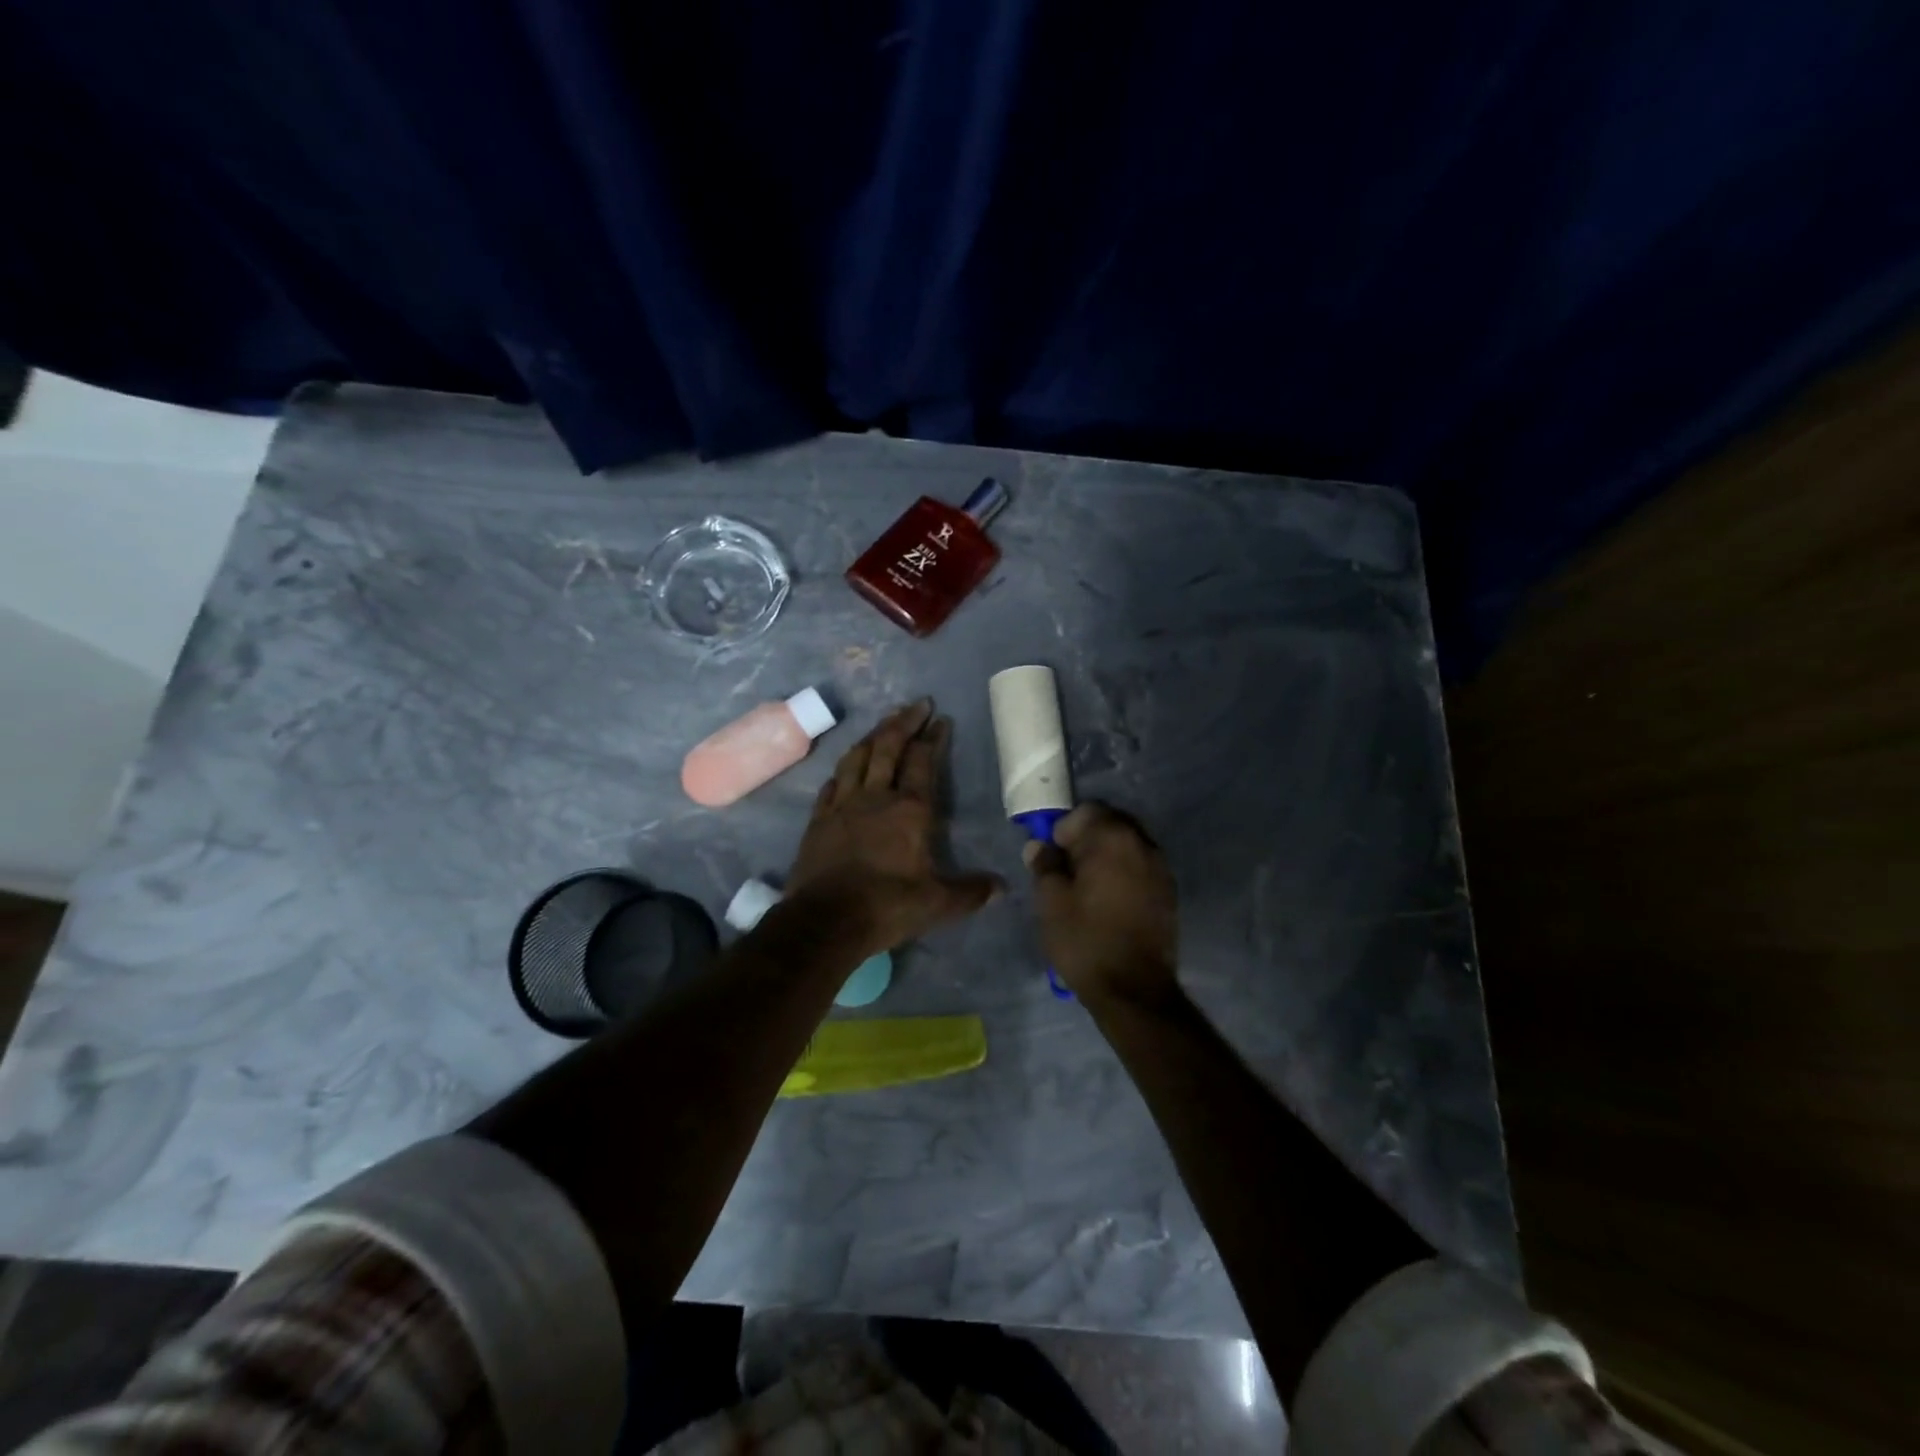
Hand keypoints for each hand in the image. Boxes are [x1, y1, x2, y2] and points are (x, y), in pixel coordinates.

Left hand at [785, 700, 1003, 957]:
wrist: (826, 920)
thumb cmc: (887, 906)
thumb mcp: (938, 903)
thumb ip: (971, 891)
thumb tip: (1002, 888)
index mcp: (910, 809)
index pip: (923, 761)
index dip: (933, 738)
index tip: (941, 719)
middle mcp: (876, 797)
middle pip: (888, 747)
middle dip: (904, 722)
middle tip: (917, 705)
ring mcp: (842, 805)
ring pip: (857, 757)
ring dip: (872, 736)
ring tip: (883, 724)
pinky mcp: (818, 819)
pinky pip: (832, 783)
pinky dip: (843, 769)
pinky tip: (846, 767)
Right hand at [1026, 802, 1178, 1007]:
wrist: (1133, 990)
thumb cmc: (1085, 940)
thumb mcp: (1050, 902)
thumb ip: (1044, 865)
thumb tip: (1039, 846)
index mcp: (1112, 839)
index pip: (1086, 811)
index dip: (1064, 829)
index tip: (1052, 856)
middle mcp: (1142, 844)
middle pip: (1110, 824)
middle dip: (1086, 839)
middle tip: (1067, 870)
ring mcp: (1160, 868)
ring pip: (1127, 846)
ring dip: (1106, 856)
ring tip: (1087, 887)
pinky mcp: (1169, 892)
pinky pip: (1140, 868)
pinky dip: (1123, 874)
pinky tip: (1109, 901)